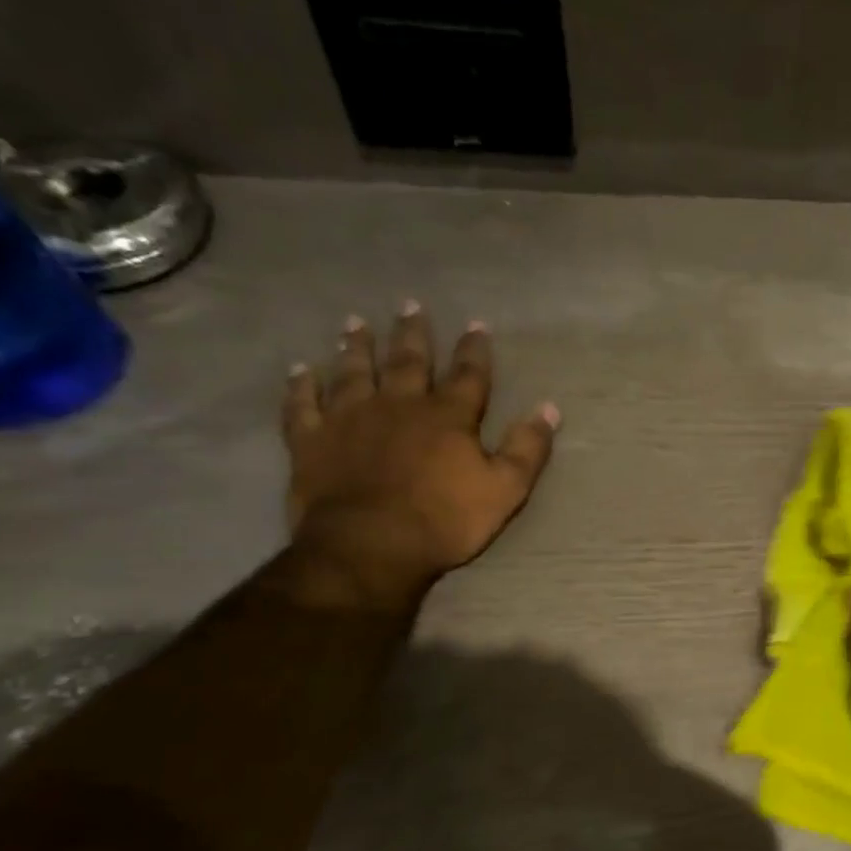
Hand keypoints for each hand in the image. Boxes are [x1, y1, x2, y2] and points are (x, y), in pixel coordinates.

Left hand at [280, 302, 558, 606]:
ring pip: (353, 372)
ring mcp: (349, 419)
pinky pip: (302, 405)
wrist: (371, 546)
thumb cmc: (446, 519)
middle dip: (413, 334)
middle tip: (410, 305)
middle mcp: (398, 405)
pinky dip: (301, 385)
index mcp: (447, 417)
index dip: (474, 350)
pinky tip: (301, 370)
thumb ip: (528, 448)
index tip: (476, 324)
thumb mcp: (506, 489)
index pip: (468, 375)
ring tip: (355, 323)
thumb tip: (549, 409)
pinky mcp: (311, 440)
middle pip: (407, 362)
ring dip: (356, 347)